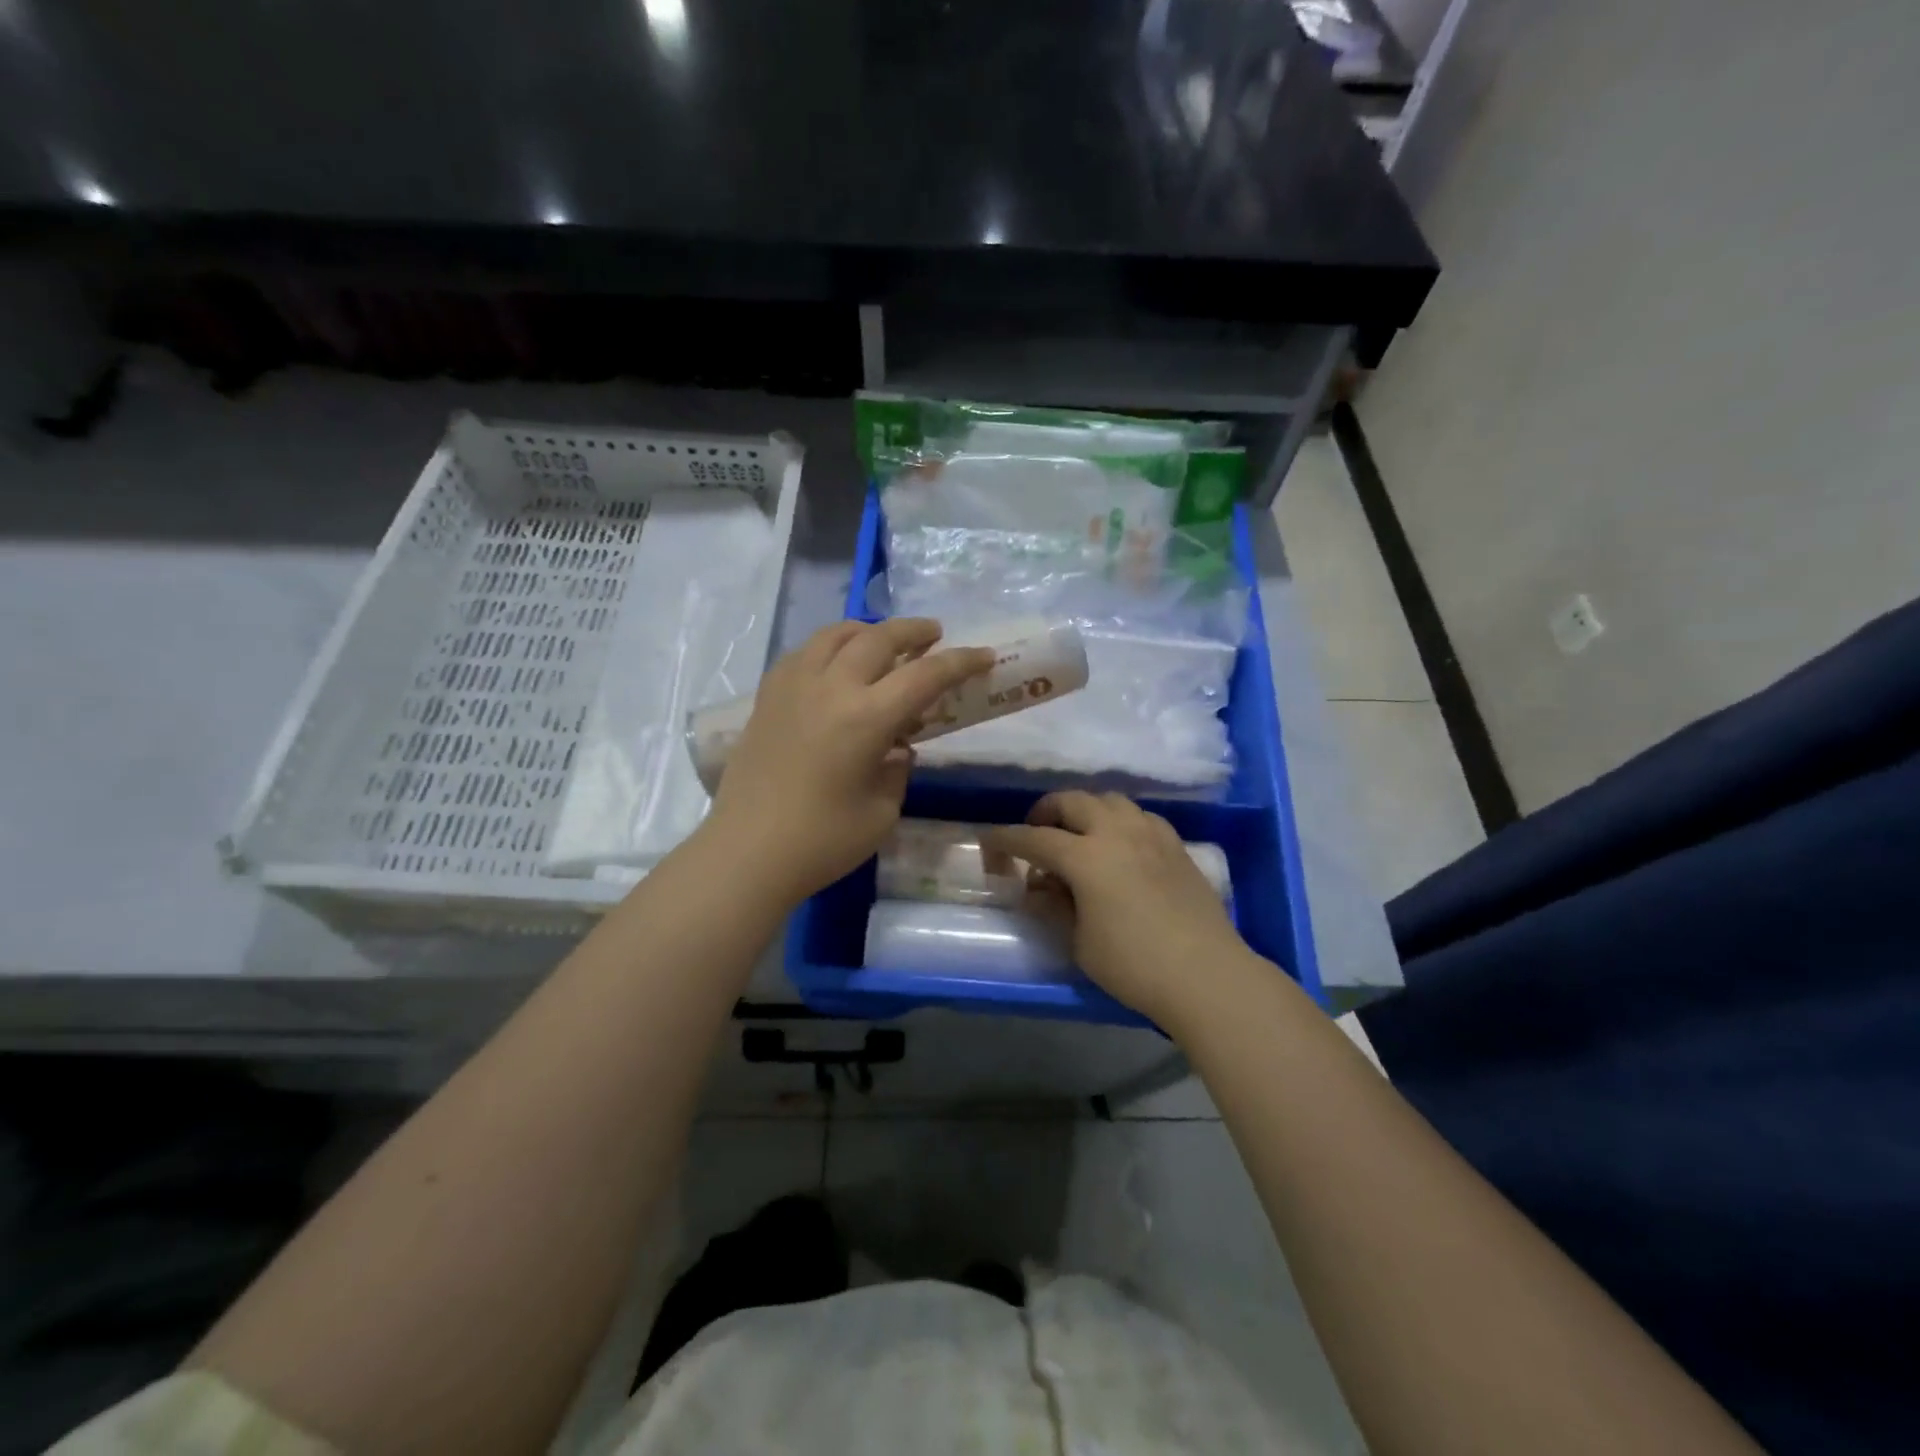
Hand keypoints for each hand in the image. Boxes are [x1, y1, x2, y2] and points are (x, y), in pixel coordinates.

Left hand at [702, 619, 994, 905]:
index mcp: (867, 717)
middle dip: (914, 631)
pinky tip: (835, 664)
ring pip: (836, 635)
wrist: (746, 853)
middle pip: (879, 638)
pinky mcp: (767, 697)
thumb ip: (896, 770)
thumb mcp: (881, 811)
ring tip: (883, 640)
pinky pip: (804, 653)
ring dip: (868, 631)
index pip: (925, 675)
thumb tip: (895, 748)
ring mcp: (794, 686)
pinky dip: (830, 647)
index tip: (984, 655)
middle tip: (935, 634)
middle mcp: (831, 688)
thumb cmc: (822, 842)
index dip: (960, 662)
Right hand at [985, 792, 1251, 1027]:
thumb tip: (1037, 889)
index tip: (988, 840)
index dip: (1006, 839)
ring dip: (1086, 810)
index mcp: (1086, 856)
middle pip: (1073, 802)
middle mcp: (1117, 833)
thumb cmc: (1133, 965)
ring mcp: (1151, 835)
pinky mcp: (1176, 846)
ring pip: (1110, 800)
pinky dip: (1120, 820)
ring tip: (1078, 834)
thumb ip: (1053, 908)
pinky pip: (1140, 816)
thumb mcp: (1079, 943)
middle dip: (1047, 811)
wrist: (1206, 975)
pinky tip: (1120, 844)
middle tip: (1036, 832)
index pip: (1035, 838)